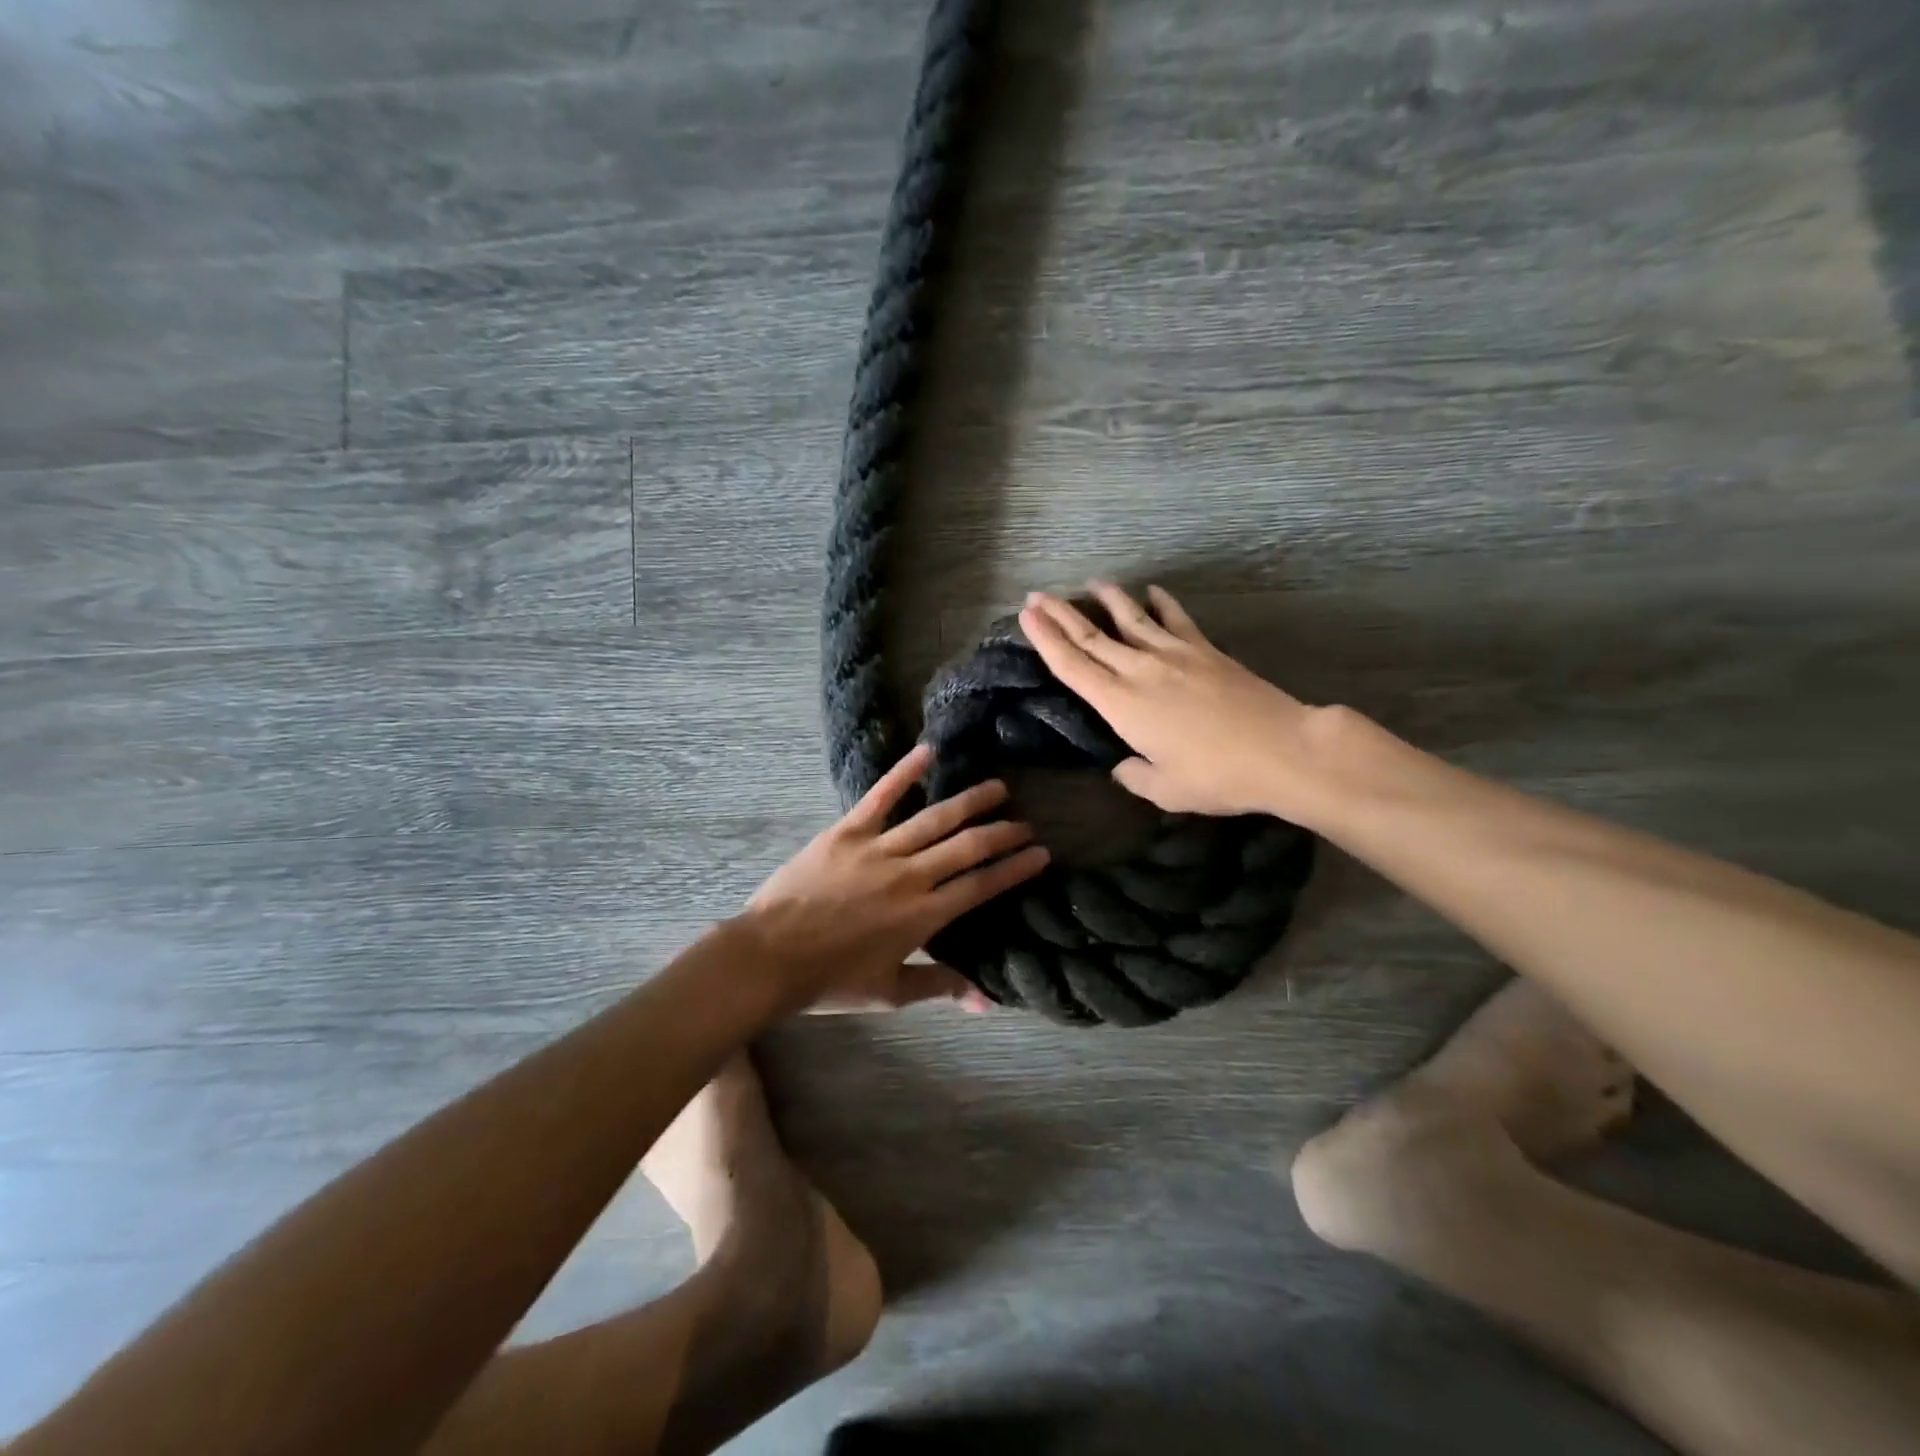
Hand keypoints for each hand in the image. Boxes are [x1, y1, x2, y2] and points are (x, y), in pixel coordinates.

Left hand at [741, 744, 1048, 1013]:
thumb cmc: (830, 980)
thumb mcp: (890, 992)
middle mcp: (910, 876)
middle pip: (967, 847)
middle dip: (1002, 833)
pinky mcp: (848, 831)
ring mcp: (879, 849)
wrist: (768, 959)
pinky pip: (881, 795)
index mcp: (923, 916)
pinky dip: (905, 771)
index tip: (1040, 853)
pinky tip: (929, 751)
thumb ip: (941, 987)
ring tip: (997, 788)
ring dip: (970, 801)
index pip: (981, 885)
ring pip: (935, 818)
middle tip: (1026, 822)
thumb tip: (988, 1004)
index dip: (1014, 868)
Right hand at [1019, 581, 1325, 818]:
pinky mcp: (1206, 650)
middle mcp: (1141, 670)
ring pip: (1131, 619)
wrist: (1281, 750)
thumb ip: (1134, 775)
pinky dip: (1162, 603)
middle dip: (1060, 615)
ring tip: (1091, 583)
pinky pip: (1176, 619)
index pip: (1072, 666)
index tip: (1027, 616)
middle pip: (1092, 637)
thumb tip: (1123, 765)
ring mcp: (1175, 655)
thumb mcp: (1164, 789)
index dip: (1046, 640)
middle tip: (1037, 596)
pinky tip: (1153, 591)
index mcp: (1121, 705)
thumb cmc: (1216, 777)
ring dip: (1108, 599)